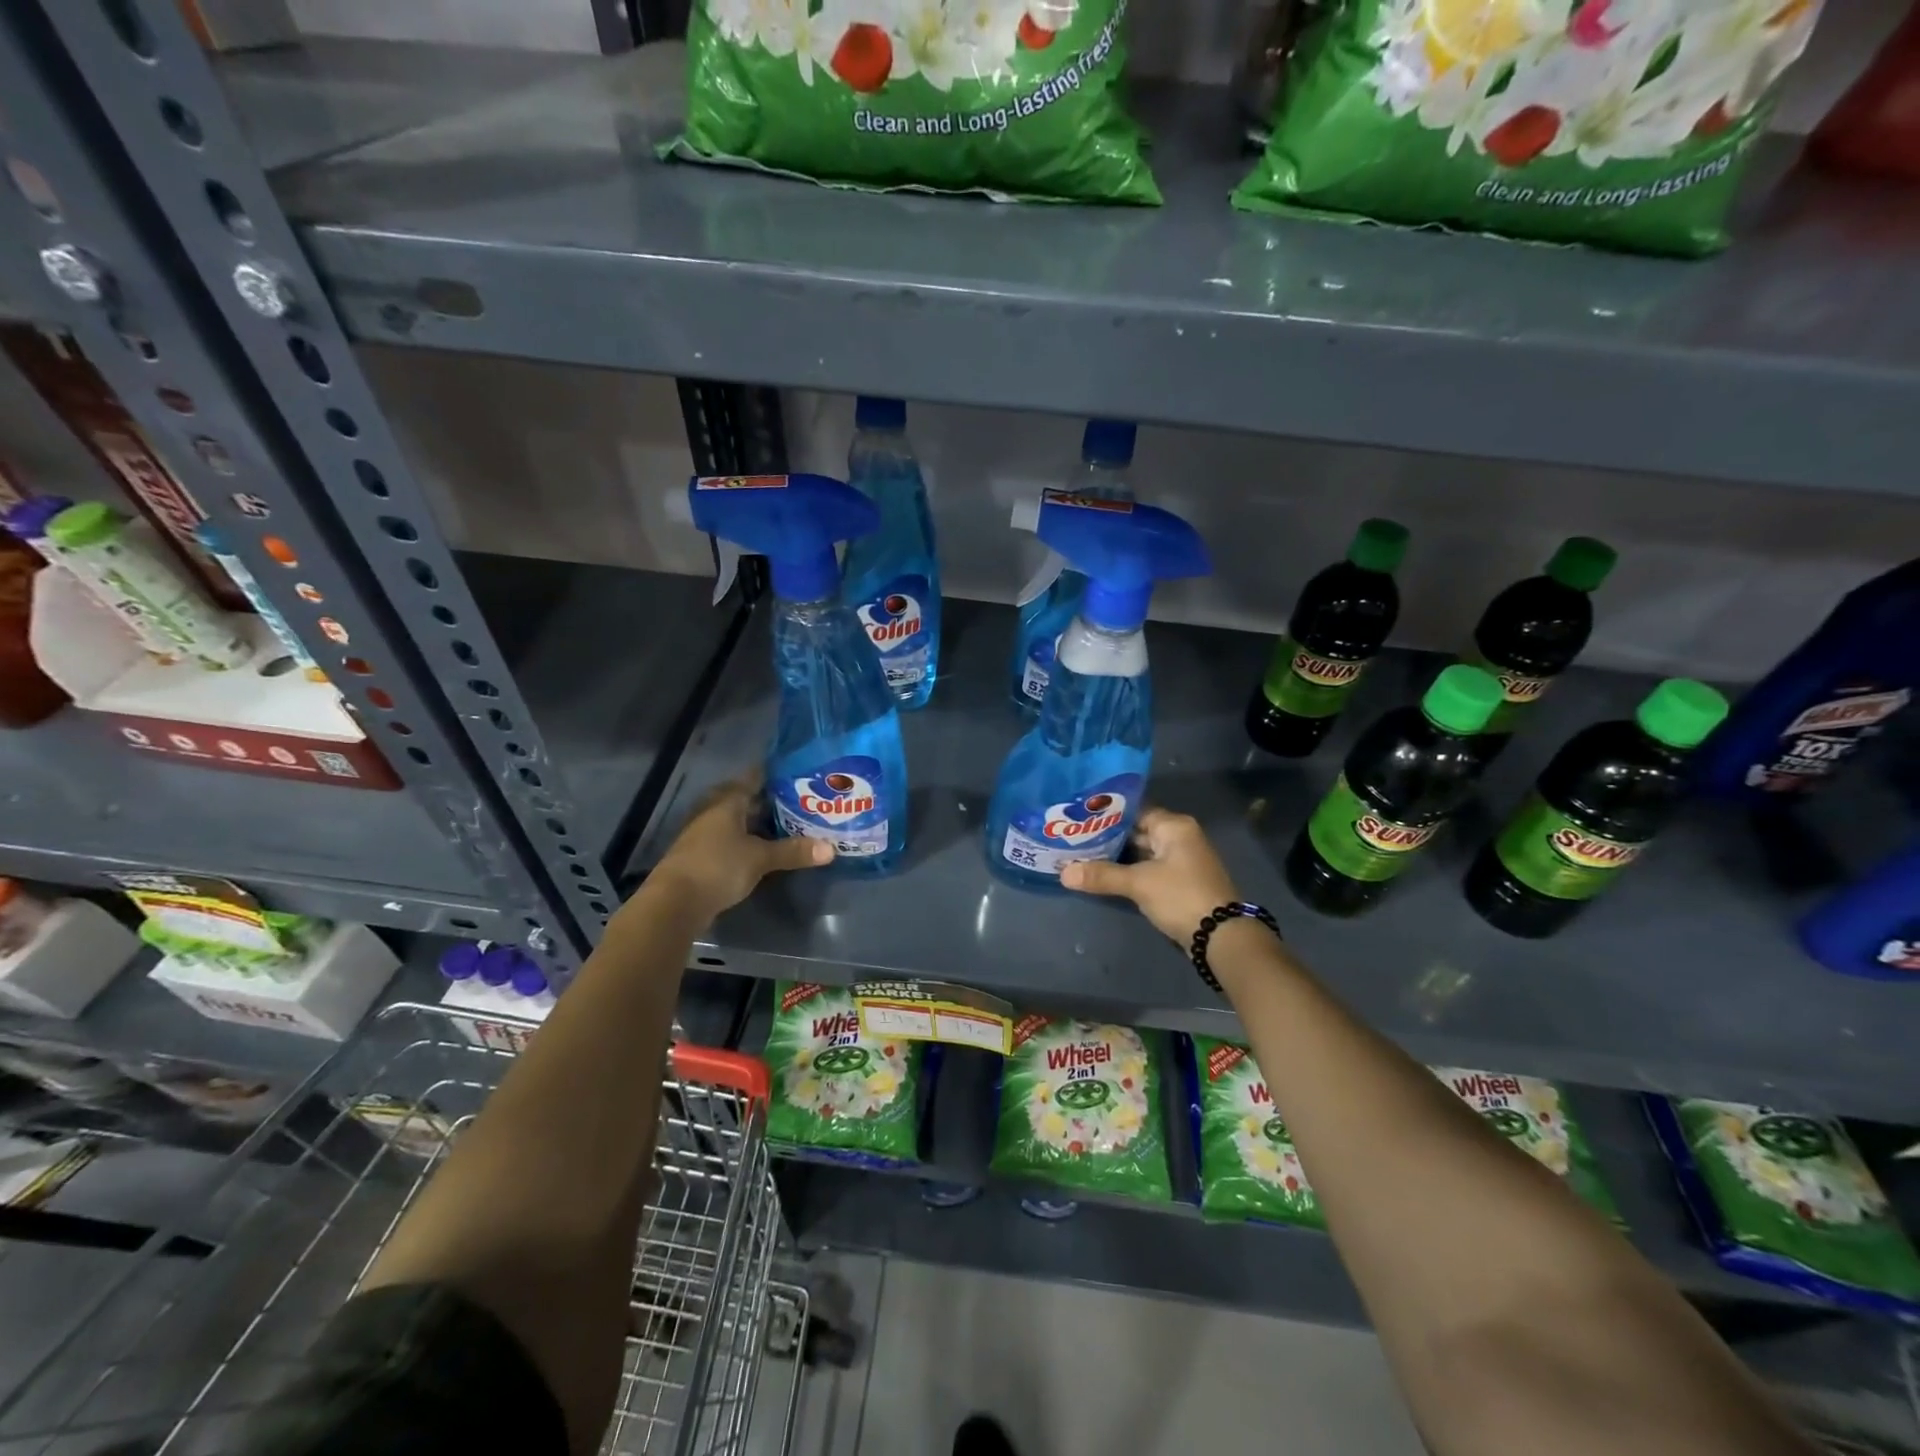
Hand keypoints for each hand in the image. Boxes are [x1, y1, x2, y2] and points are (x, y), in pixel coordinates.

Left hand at [649, 773, 830, 919]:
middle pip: (745, 799)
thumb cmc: (718, 867)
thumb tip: (832, 849)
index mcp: (727, 802)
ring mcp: (705, 834)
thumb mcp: (760, 858)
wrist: (675, 903)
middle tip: (801, 799)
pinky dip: (749, 840)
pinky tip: (767, 848)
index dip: (775, 774)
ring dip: (759, 822)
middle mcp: (714, 812)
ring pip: (738, 820)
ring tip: (791, 823)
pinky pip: (732, 839)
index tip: (800, 772)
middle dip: (771, 800)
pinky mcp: (703, 856)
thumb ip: (793, 851)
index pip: (754, 777)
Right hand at [1060, 808, 1239, 945]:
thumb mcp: (1139, 884)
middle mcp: (1180, 837)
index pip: (1134, 810)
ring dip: (1118, 856)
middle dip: (1108, 836)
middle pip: (1138, 830)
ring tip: (1082, 854)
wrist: (1221, 936)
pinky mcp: (1180, 882)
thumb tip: (1063, 873)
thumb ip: (1102, 875)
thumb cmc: (1181, 896)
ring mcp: (1181, 860)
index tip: (1079, 816)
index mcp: (1174, 826)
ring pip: (1142, 851)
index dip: (1107, 814)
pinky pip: (1148, 868)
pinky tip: (1105, 874)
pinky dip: (1130, 870)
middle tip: (1074, 836)